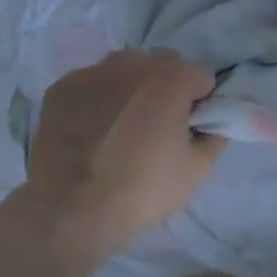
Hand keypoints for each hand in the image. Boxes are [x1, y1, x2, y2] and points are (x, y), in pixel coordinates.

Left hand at [16, 49, 226, 269]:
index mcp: (172, 79)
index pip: (202, 78)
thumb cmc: (143, 189)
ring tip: (123, 125)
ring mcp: (92, 73)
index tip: (189, 129)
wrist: (69, 211)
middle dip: (169, 87)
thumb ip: (216, 134)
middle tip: (159, 126)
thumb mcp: (199, 169)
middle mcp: (132, 64)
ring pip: (127, 68)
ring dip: (134, 87)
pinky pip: (94, 82)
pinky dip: (100, 97)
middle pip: (165, 65)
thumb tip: (214, 121)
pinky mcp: (61, 88)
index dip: (201, 104)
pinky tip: (94, 129)